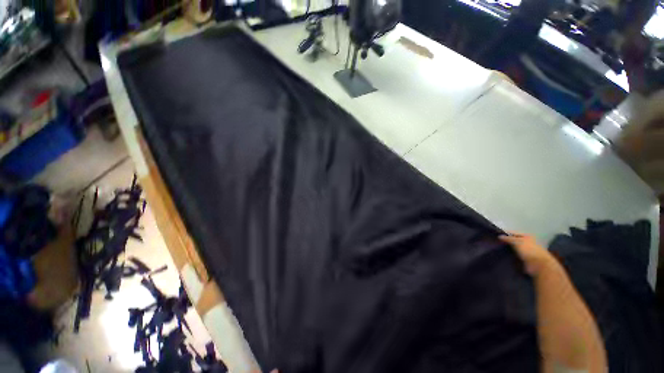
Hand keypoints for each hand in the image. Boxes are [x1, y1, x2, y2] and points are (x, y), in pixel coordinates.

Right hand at [499, 232, 553, 275]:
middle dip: (505, 242)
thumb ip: (508, 238)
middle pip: (513, 241)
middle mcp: (527, 243)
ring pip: (513, 249)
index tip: (495, 236)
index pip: (513, 233)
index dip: (505, 234)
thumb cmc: (529, 251)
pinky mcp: (524, 259)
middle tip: (495, 243)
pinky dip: (510, 256)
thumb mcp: (517, 242)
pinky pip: (514, 256)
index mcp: (527, 236)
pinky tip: (503, 256)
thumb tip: (499, 236)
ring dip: (507, 250)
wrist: (539, 266)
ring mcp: (526, 251)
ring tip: (497, 250)